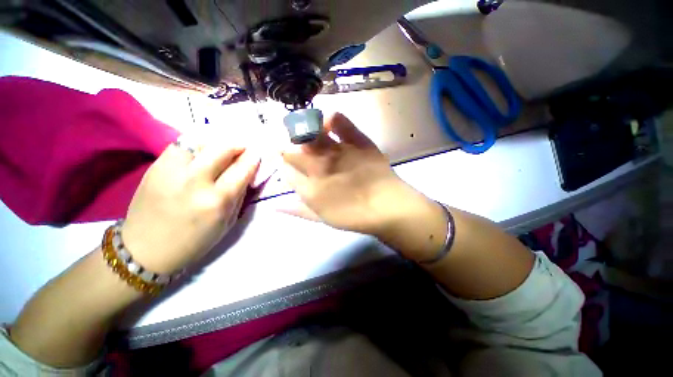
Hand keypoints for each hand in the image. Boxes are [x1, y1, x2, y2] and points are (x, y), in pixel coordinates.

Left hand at [120, 143, 259, 272]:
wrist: (145, 250)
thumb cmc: (194, 241)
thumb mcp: (228, 222)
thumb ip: (239, 195)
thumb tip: (247, 173)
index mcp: (217, 200)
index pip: (242, 169)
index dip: (253, 158)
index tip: (256, 155)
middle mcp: (196, 181)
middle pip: (223, 148)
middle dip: (238, 145)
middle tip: (242, 150)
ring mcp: (172, 171)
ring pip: (201, 141)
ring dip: (217, 143)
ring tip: (220, 151)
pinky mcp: (156, 166)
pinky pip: (181, 144)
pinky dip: (196, 145)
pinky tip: (200, 154)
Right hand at [281, 113, 434, 236]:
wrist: (387, 207)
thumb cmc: (354, 217)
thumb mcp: (323, 219)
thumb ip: (298, 210)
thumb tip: (275, 205)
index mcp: (310, 188)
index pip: (284, 169)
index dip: (280, 163)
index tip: (280, 159)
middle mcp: (319, 166)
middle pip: (292, 150)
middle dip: (285, 147)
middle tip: (290, 147)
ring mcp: (337, 151)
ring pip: (309, 134)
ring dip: (302, 132)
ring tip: (303, 132)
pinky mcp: (356, 141)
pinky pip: (339, 121)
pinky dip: (331, 119)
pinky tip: (329, 124)